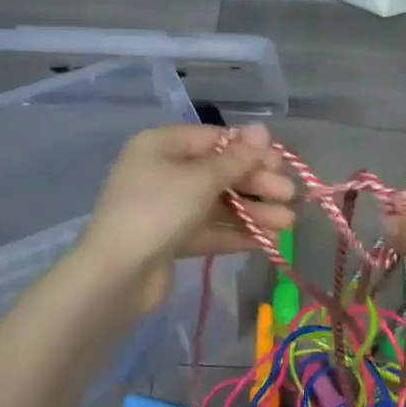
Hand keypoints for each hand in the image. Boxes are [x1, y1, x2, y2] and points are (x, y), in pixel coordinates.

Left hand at [77, 124, 295, 312]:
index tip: (281, 163)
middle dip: (257, 184)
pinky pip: (210, 229)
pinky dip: (237, 233)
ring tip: (288, 223)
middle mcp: (163, 171)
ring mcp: (167, 207)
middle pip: (219, 172)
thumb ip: (236, 159)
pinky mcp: (172, 239)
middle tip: (290, 195)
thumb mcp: (200, 180)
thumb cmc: (157, 211)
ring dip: (253, 211)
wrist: (115, 276)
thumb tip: (263, 130)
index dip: (250, 150)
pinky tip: (268, 241)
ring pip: (218, 204)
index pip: (215, 140)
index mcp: (163, 145)